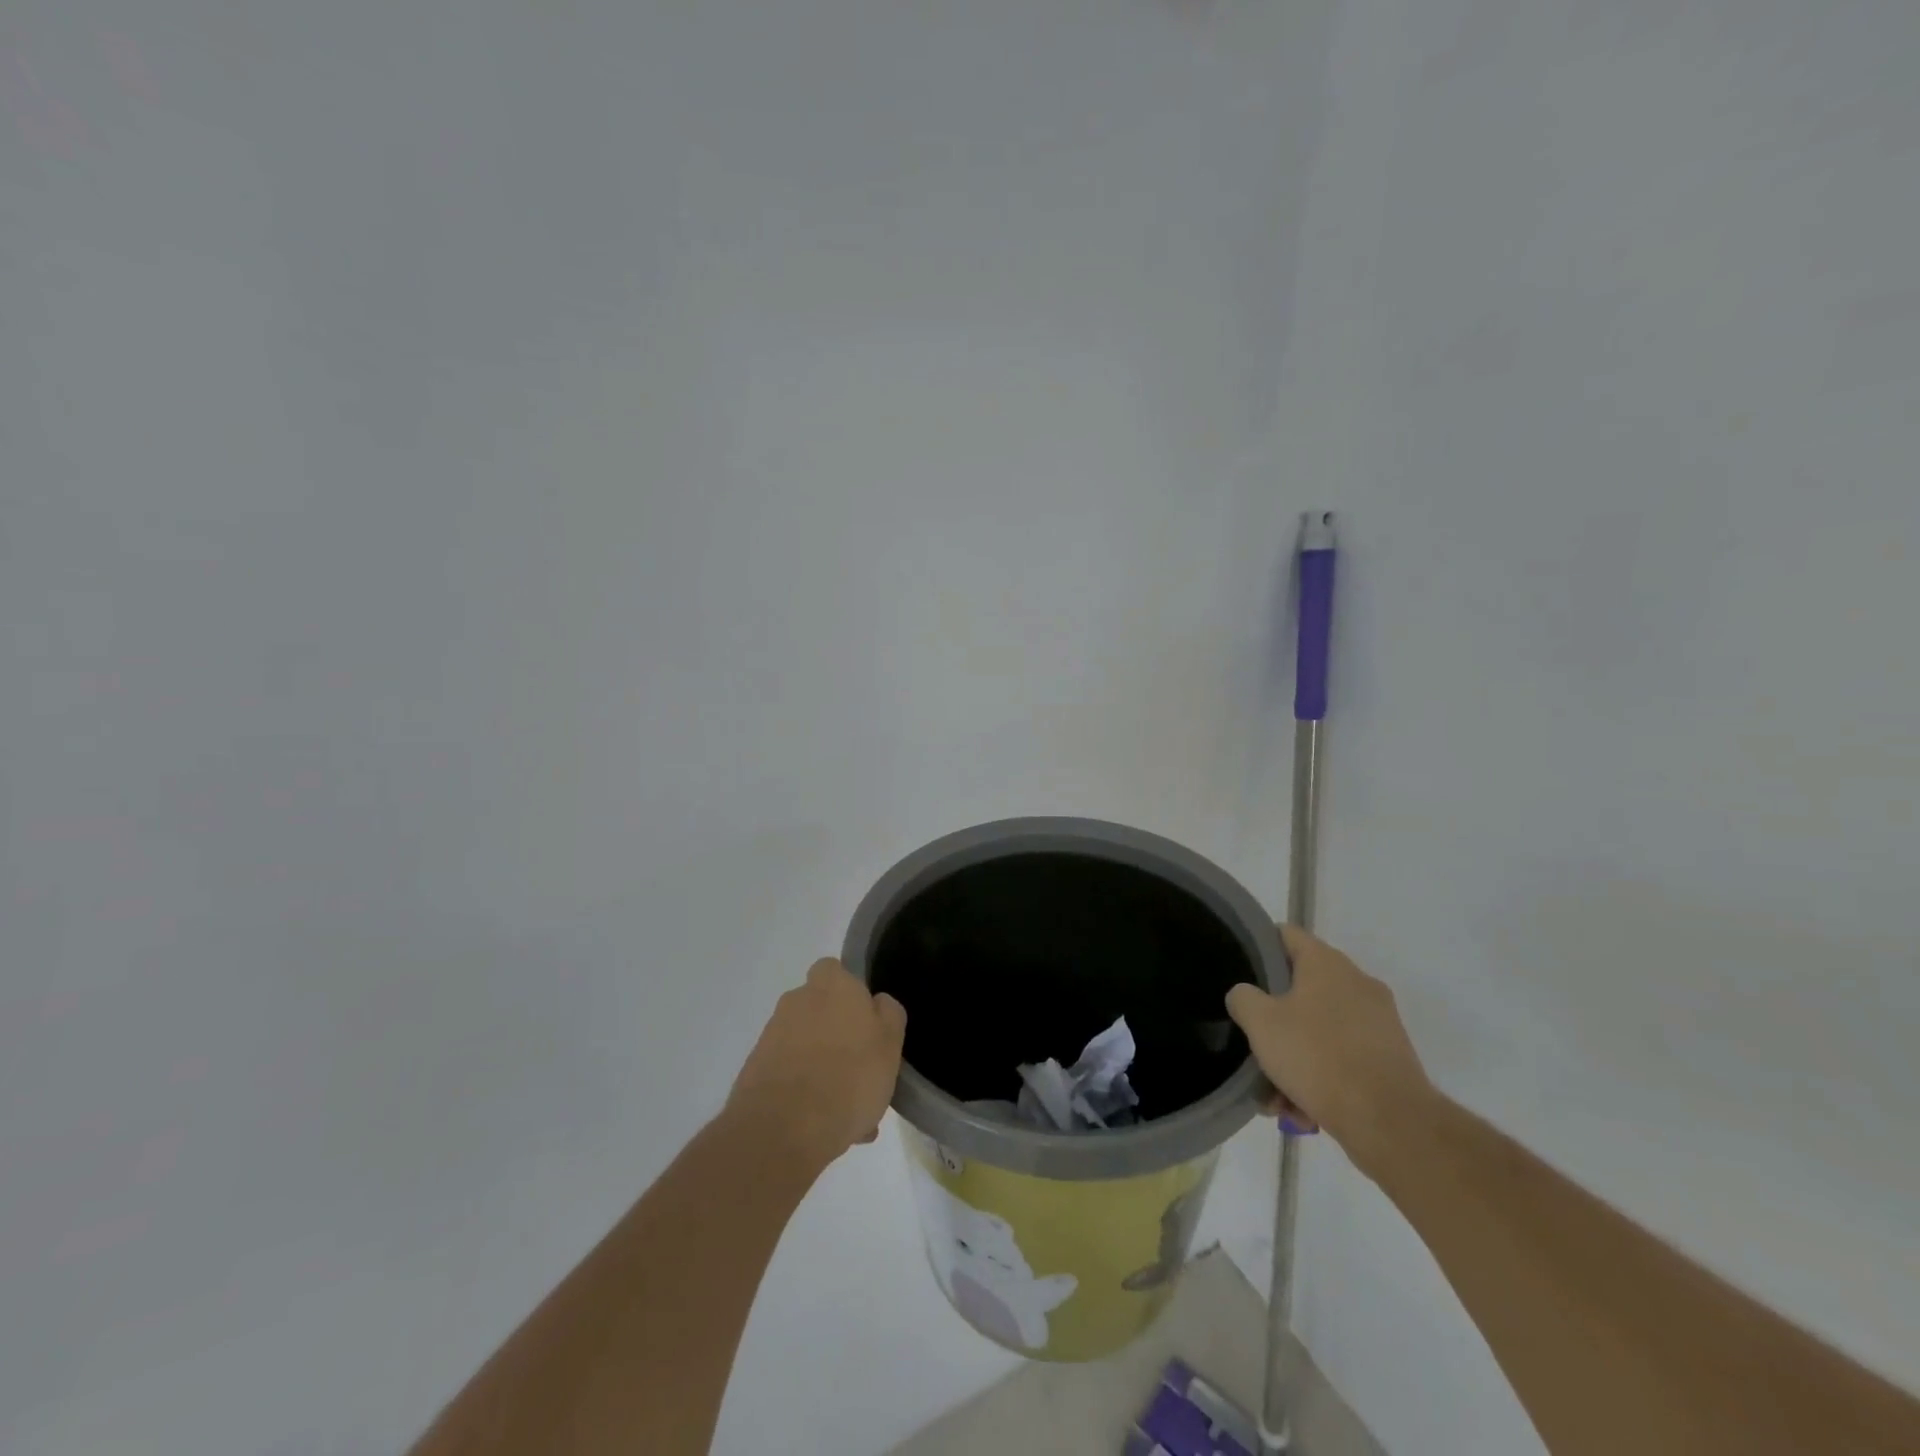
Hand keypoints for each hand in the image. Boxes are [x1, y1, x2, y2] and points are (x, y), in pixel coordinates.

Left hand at [728, 959, 907, 1166]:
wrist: (782, 1130)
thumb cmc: (849, 1077)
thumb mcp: (891, 1043)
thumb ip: (888, 1015)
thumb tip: (877, 1003)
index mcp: (831, 985)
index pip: (835, 970)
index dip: (850, 993)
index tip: (866, 1023)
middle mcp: (796, 1001)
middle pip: (820, 1010)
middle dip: (837, 1036)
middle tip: (860, 1073)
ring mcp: (772, 1036)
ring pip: (806, 1047)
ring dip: (823, 1069)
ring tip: (847, 1113)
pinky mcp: (755, 1071)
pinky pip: (789, 1075)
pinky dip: (803, 1093)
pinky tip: (823, 1127)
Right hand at [1227, 925, 1431, 1176]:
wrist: (1391, 1122)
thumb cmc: (1318, 1056)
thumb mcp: (1260, 1022)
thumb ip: (1243, 998)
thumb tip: (1246, 995)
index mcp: (1326, 963)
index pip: (1285, 935)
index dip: (1259, 947)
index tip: (1240, 971)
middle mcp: (1357, 982)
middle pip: (1300, 989)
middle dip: (1274, 1022)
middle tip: (1255, 1045)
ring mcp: (1378, 1021)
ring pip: (1320, 1030)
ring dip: (1294, 1058)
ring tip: (1276, 1097)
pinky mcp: (1391, 1057)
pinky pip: (1343, 1057)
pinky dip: (1321, 1078)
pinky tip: (1303, 1110)